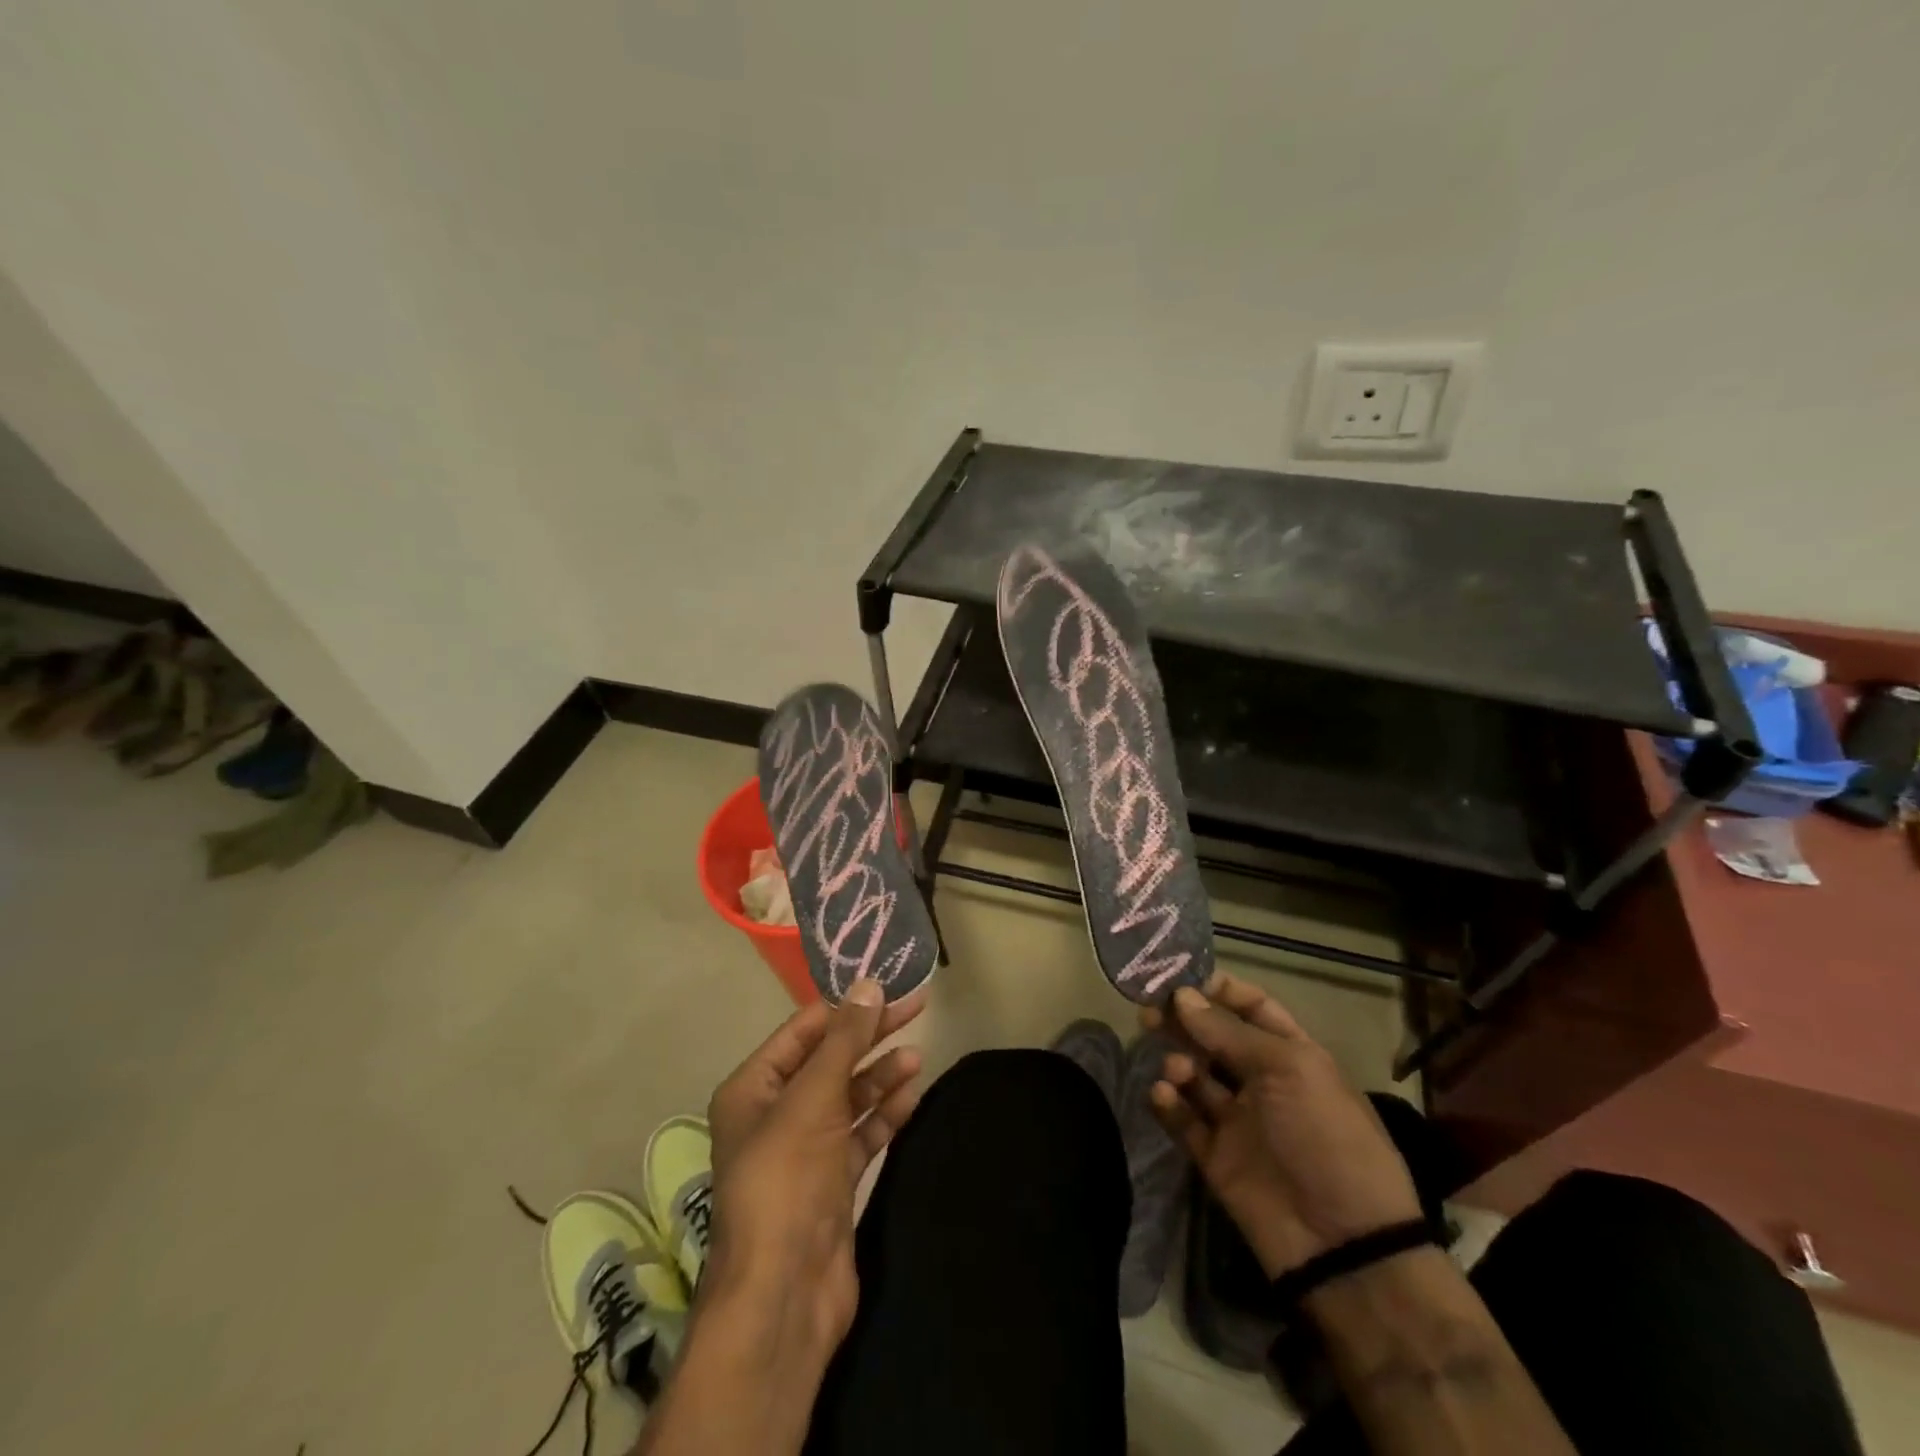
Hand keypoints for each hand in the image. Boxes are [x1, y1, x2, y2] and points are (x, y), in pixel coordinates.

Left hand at [704, 980, 925, 1358]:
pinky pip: (861, 1133)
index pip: (804, 1030)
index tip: (887, 985)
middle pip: (830, 1060)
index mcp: (753, 1088)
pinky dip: (884, 1114)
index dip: (846, 1006)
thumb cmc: (786, 1180)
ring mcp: (804, 1150)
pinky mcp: (831, 1181)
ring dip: (881, 1075)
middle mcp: (775, 1113)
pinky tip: (911, 1096)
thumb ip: (843, 1041)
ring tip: (917, 1057)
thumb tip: (868, 985)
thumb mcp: (813, 1099)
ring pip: (848, 1096)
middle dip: (871, 1036)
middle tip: (917, 1008)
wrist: (784, 1295)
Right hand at [1143, 973, 1420, 1278]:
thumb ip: (1228, 1032)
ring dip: (1179, 1063)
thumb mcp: (1287, 1070)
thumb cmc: (1326, 1136)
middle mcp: (1263, 1082)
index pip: (1252, 1008)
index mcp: (1292, 1055)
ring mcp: (1239, 1121)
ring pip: (1195, 1076)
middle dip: (1184, 1021)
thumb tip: (1182, 996)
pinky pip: (1184, 1120)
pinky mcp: (1216, 1158)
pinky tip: (1165, 1096)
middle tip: (1150, 1011)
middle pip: (1215, 1038)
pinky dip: (1169, 1104)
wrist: (1343, 1243)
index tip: (1180, 977)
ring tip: (1176, 1069)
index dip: (1219, 990)